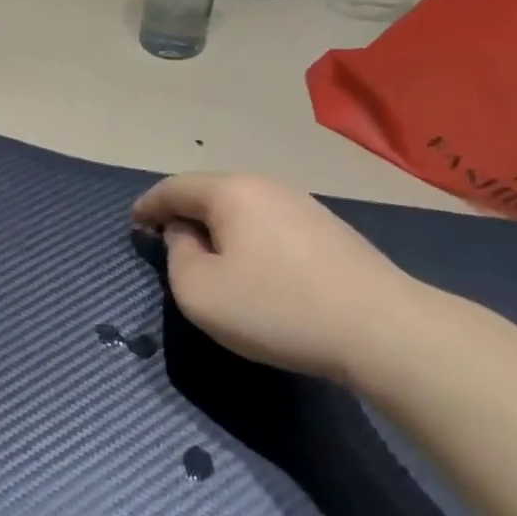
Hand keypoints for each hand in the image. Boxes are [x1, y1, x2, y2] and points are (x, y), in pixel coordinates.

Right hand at [132, 173, 429, 385]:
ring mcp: (303, 204)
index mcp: (230, 191)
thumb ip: (177, 255)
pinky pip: (269, 223)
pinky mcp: (328, 229)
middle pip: (210, 192)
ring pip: (242, 207)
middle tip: (166, 241)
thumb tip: (186, 234)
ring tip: (207, 256)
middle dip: (183, 214)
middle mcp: (266, 185)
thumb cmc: (276, 308)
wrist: (383, 330)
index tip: (133, 225)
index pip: (174, 188)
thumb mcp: (200, 291)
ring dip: (217, 226)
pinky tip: (253, 266)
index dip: (147, 206)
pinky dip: (247, 237)